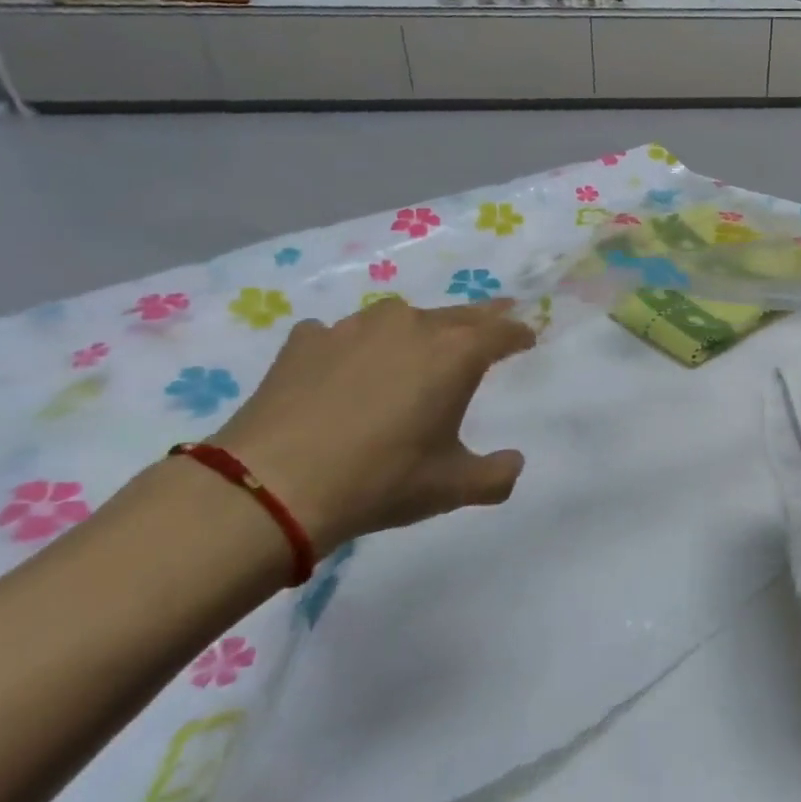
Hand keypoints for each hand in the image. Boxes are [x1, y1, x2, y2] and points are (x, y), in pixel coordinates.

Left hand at [209, 298, 534, 553]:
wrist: (272, 486)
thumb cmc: (381, 480)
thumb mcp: (451, 487)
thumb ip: (496, 476)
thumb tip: (515, 464)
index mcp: (455, 353)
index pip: (502, 331)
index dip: (519, 334)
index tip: (527, 339)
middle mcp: (410, 325)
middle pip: (458, 314)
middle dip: (480, 320)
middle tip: (491, 324)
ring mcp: (354, 326)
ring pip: (400, 318)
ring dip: (416, 330)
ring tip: (414, 350)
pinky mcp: (307, 339)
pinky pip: (343, 335)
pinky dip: (353, 347)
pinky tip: (343, 369)